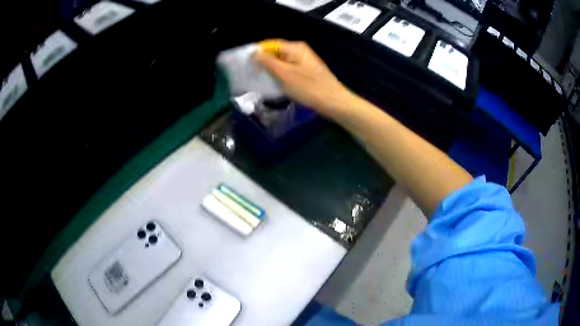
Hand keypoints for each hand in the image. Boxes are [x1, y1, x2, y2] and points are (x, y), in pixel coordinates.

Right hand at [255, 40, 351, 116]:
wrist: (333, 102)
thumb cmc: (308, 87)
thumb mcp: (284, 74)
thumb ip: (267, 62)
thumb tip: (254, 52)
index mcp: (295, 48)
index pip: (271, 44)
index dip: (258, 52)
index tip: (247, 64)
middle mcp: (300, 51)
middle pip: (277, 53)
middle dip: (264, 63)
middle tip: (253, 75)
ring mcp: (304, 62)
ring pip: (282, 63)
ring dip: (272, 71)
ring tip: (262, 81)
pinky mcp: (307, 73)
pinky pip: (289, 71)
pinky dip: (282, 77)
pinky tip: (276, 86)